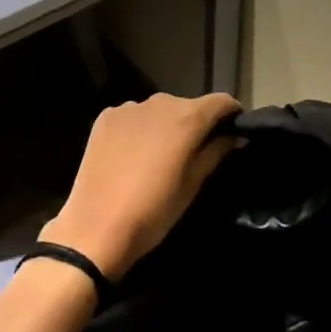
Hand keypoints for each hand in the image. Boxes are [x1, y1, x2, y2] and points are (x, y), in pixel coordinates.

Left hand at [42, 92, 241, 279]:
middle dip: (197, 124)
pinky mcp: (106, 117)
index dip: (232, 115)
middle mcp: (160, 102)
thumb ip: (216, 152)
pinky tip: (133, 155)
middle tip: (195, 153)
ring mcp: (129, 107)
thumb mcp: (193, 185)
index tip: (234, 133)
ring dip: (166, 126)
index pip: (222, 102)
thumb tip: (234, 136)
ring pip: (159, 110)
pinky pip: (133, 117)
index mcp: (187, 117)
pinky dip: (140, 129)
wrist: (95, 229)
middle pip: (189, 105)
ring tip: (160, 156)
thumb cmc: (154, 211)